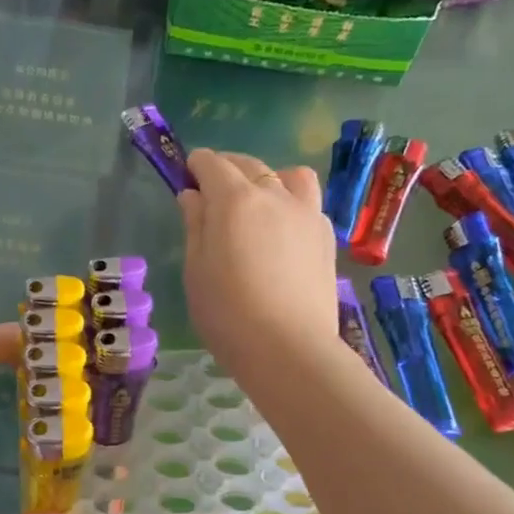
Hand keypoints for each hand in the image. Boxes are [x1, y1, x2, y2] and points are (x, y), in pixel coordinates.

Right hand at [178, 149, 339, 382]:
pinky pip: (308, 203)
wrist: (289, 349)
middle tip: (212, 191)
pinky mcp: (326, 237)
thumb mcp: (196, 270)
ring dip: (268, 179)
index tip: (187, 176)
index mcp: (235, 200)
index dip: (196, 166)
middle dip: (227, 169)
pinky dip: (291, 204)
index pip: (212, 164)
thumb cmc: (228, 314)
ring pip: (289, 176)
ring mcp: (307, 214)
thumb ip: (195, 226)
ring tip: (257, 203)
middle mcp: (275, 195)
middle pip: (250, 165)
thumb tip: (193, 196)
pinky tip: (282, 231)